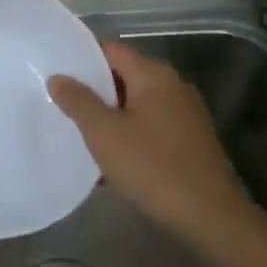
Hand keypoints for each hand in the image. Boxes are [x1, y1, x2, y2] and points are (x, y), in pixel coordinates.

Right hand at [49, 41, 253, 251]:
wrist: (209, 216)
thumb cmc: (152, 167)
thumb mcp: (105, 134)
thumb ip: (78, 101)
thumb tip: (58, 77)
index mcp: (154, 75)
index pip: (111, 50)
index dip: (82, 59)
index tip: (57, 76)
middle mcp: (173, 85)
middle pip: (125, 76)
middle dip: (94, 91)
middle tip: (63, 107)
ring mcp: (185, 113)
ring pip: (137, 104)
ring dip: (111, 116)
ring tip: (82, 135)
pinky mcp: (190, 139)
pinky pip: (151, 126)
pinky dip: (130, 134)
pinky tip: (113, 159)